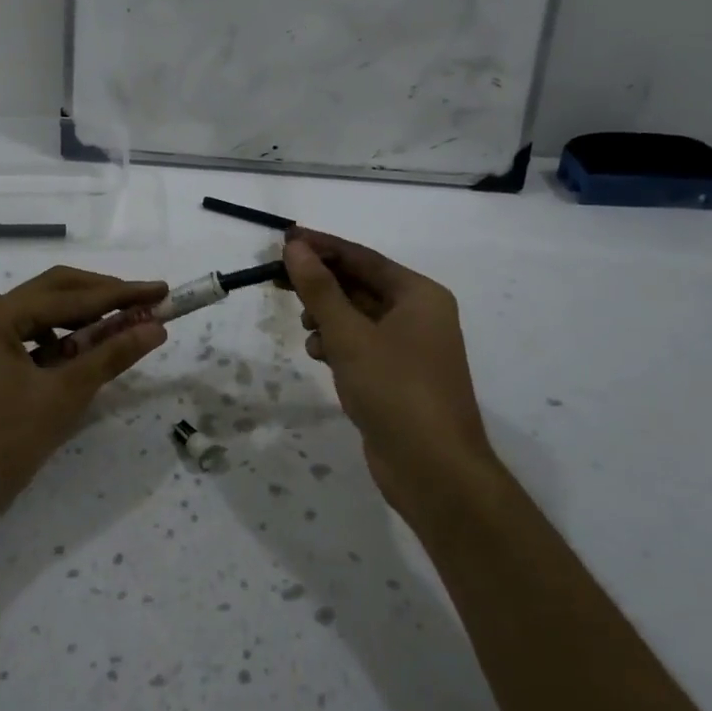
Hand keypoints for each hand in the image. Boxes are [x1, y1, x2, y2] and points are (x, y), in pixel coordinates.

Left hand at [0, 266, 167, 549]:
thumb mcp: (62, 397)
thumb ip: (110, 356)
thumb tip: (155, 327)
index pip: (73, 296)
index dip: (122, 293)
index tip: (162, 290)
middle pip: (57, 292)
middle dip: (104, 297)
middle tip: (147, 303)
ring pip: (46, 315)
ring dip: (85, 319)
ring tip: (124, 328)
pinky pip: (34, 340)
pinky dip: (65, 343)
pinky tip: (89, 354)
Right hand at [282, 229, 495, 522]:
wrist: (434, 471)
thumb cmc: (395, 391)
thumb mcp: (350, 336)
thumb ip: (320, 289)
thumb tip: (295, 248)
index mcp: (418, 295)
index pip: (362, 257)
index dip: (321, 247)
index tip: (284, 239)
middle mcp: (418, 314)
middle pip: (359, 285)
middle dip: (320, 285)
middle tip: (276, 280)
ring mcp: (409, 347)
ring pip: (357, 317)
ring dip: (327, 317)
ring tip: (306, 328)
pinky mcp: (397, 376)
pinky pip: (361, 345)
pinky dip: (338, 344)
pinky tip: (320, 355)